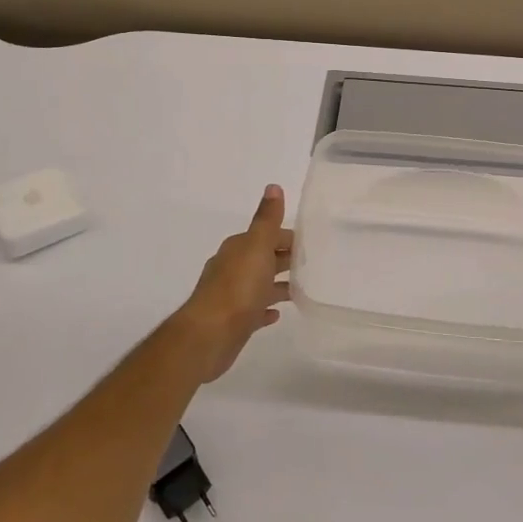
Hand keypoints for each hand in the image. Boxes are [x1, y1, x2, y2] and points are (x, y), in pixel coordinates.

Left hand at [172, 185, 293, 380]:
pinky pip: (254, 310)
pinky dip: (266, 308)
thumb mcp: (257, 246)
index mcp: (239, 248)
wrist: (209, 335)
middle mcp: (232, 267)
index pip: (267, 236)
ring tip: (302, 289)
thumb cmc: (238, 288)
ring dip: (277, 284)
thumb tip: (273, 186)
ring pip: (259, 284)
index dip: (287, 238)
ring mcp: (231, 295)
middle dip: (284, 259)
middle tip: (313, 265)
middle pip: (263, 258)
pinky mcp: (233, 320)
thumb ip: (266, 219)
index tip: (311, 245)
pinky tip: (277, 314)